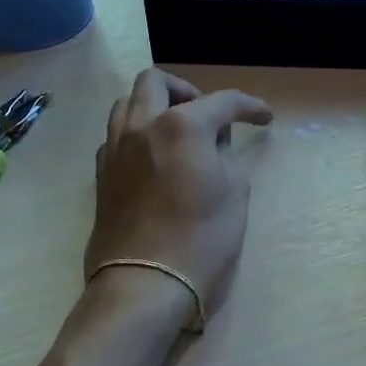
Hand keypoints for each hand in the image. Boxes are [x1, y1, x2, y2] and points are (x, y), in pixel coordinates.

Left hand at [84, 69, 273, 323]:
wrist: (144, 284)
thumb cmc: (201, 238)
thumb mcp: (234, 193)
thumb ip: (226, 156)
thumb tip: (214, 144)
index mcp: (181, 125)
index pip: (222, 101)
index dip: (249, 106)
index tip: (263, 117)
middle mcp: (143, 126)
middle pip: (157, 81)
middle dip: (187, 89)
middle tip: (207, 114)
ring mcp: (116, 148)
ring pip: (127, 102)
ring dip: (154, 106)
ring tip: (177, 131)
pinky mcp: (101, 173)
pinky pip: (116, 134)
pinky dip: (137, 133)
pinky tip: (154, 157)